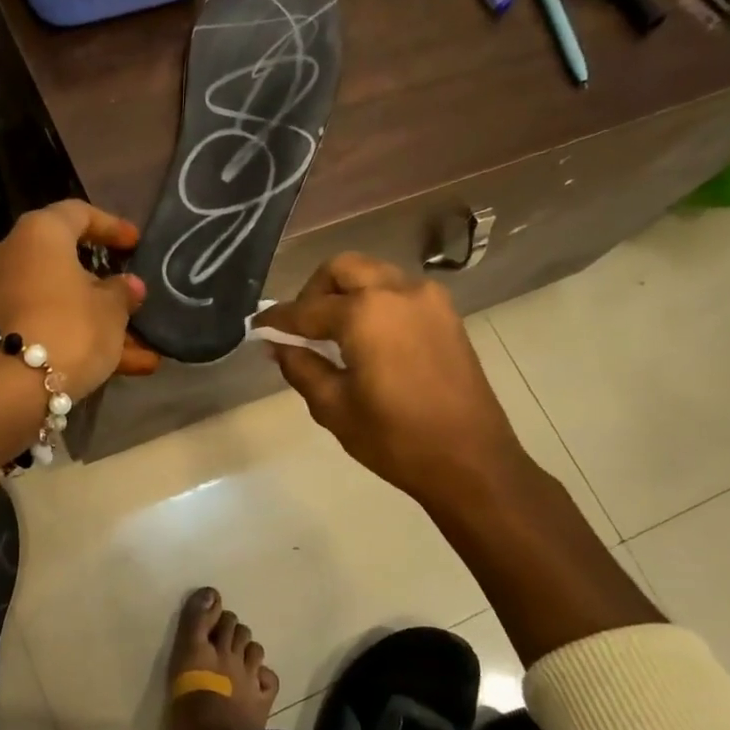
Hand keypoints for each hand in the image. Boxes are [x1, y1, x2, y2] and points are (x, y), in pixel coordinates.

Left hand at [0, 201, 159, 464]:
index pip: (78, 214)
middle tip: (133, 296)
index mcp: (39, 234)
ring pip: (61, 302)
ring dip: (100, 322)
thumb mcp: (111, 310)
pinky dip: (81, 340)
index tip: (135, 244)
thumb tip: (128, 286)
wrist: (12, 387)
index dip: (111, 227)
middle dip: (104, 285)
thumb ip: (122, 293)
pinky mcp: (0, 331)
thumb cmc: (69, 328)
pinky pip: (48, 325)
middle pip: (66, 263)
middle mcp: (13, 256)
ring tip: (143, 347)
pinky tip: (127, 367)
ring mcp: (3, 296)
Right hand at [262, 253, 530, 514]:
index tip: (258, 327)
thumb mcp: (334, 407)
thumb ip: (300, 367)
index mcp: (365, 314)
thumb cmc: (395, 438)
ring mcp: (428, 300)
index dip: (277, 320)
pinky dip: (374, 302)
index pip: (306, 309)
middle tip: (300, 327)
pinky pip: (398, 291)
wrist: (471, 460)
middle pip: (342, 269)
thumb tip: (277, 346)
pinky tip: (365, 338)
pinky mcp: (446, 315)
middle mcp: (397, 292)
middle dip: (313, 291)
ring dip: (346, 293)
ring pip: (373, 274)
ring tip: (332, 333)